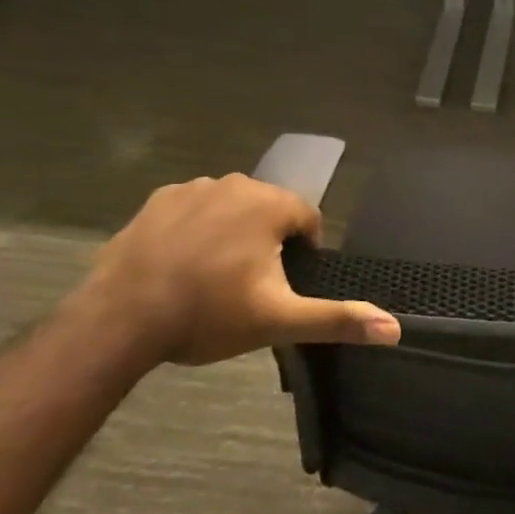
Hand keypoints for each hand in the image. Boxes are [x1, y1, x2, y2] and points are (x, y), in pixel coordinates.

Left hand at [80, 175, 399, 365]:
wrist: (119, 321)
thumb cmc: (208, 314)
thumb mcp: (280, 320)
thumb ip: (338, 319)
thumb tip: (395, 329)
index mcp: (270, 204)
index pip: (308, 219)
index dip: (304, 253)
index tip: (284, 286)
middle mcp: (235, 184)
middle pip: (269, 211)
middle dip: (268, 242)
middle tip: (249, 287)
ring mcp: (191, 189)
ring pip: (231, 209)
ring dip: (233, 234)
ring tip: (213, 278)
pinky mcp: (156, 201)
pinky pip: (193, 210)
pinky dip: (196, 231)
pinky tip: (181, 265)